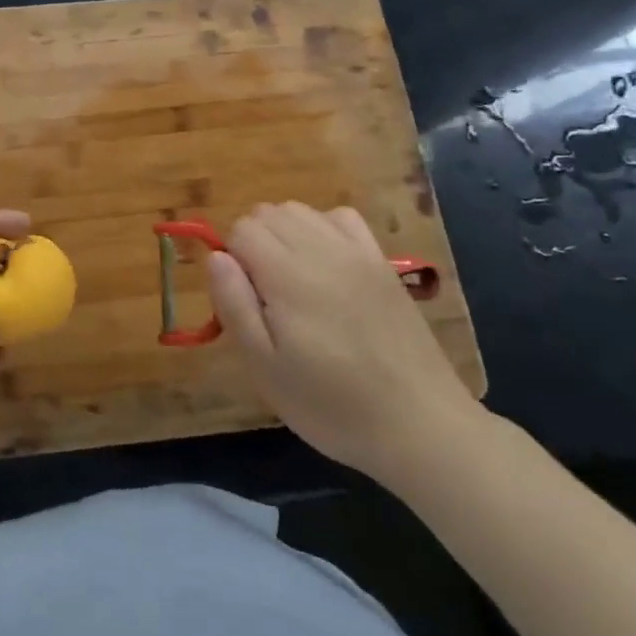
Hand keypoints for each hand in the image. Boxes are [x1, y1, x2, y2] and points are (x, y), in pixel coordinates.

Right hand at [207, 202, 482, 483]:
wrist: (420, 425)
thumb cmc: (330, 404)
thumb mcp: (264, 366)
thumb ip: (234, 304)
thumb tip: (216, 256)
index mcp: (288, 275)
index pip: (242, 229)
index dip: (232, 260)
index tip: (245, 301)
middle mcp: (322, 249)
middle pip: (268, 213)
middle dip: (253, 243)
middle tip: (264, 297)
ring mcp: (357, 252)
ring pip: (300, 210)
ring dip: (283, 233)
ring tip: (291, 281)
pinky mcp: (382, 263)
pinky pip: (341, 217)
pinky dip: (322, 228)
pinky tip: (325, 265)